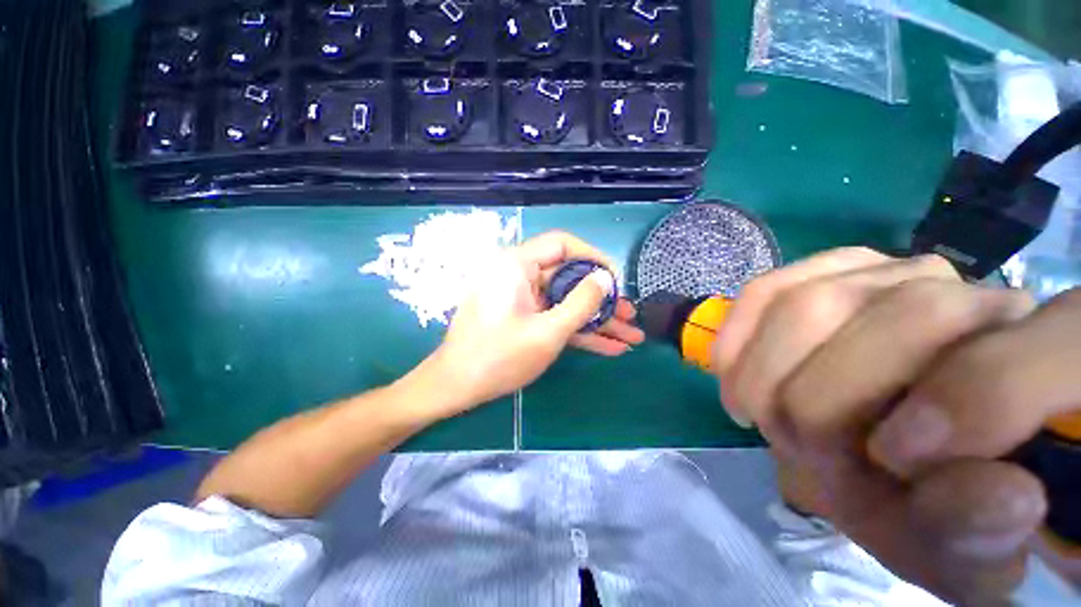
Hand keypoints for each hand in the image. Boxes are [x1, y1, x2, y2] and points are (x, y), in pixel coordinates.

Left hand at [419, 231, 643, 415]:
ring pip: (565, 301)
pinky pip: (553, 317)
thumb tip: (605, 279)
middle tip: (630, 315)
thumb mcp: (548, 331)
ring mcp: (520, 298)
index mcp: (517, 265)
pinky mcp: (522, 317)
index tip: (616, 280)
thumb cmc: (499, 356)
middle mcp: (518, 275)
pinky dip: (577, 330)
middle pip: (568, 278)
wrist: (456, 387)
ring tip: (629, 336)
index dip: (593, 258)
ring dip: (595, 319)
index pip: (562, 245)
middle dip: (601, 300)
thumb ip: (581, 303)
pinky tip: (608, 346)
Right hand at [712, 247, 1080, 603]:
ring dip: (766, 369)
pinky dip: (737, 333)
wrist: (896, 456)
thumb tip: (1005, 494)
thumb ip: (979, 535)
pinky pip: (766, 290)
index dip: (956, 411)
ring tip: (756, 411)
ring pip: (812, 301)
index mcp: (1056, 367)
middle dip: (822, 398)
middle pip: (899, 319)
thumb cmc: (933, 506)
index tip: (889, 465)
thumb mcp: (959, 549)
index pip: (1020, 363)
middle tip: (794, 447)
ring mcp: (898, 273)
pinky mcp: (830, 273)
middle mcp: (983, 295)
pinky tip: (731, 369)